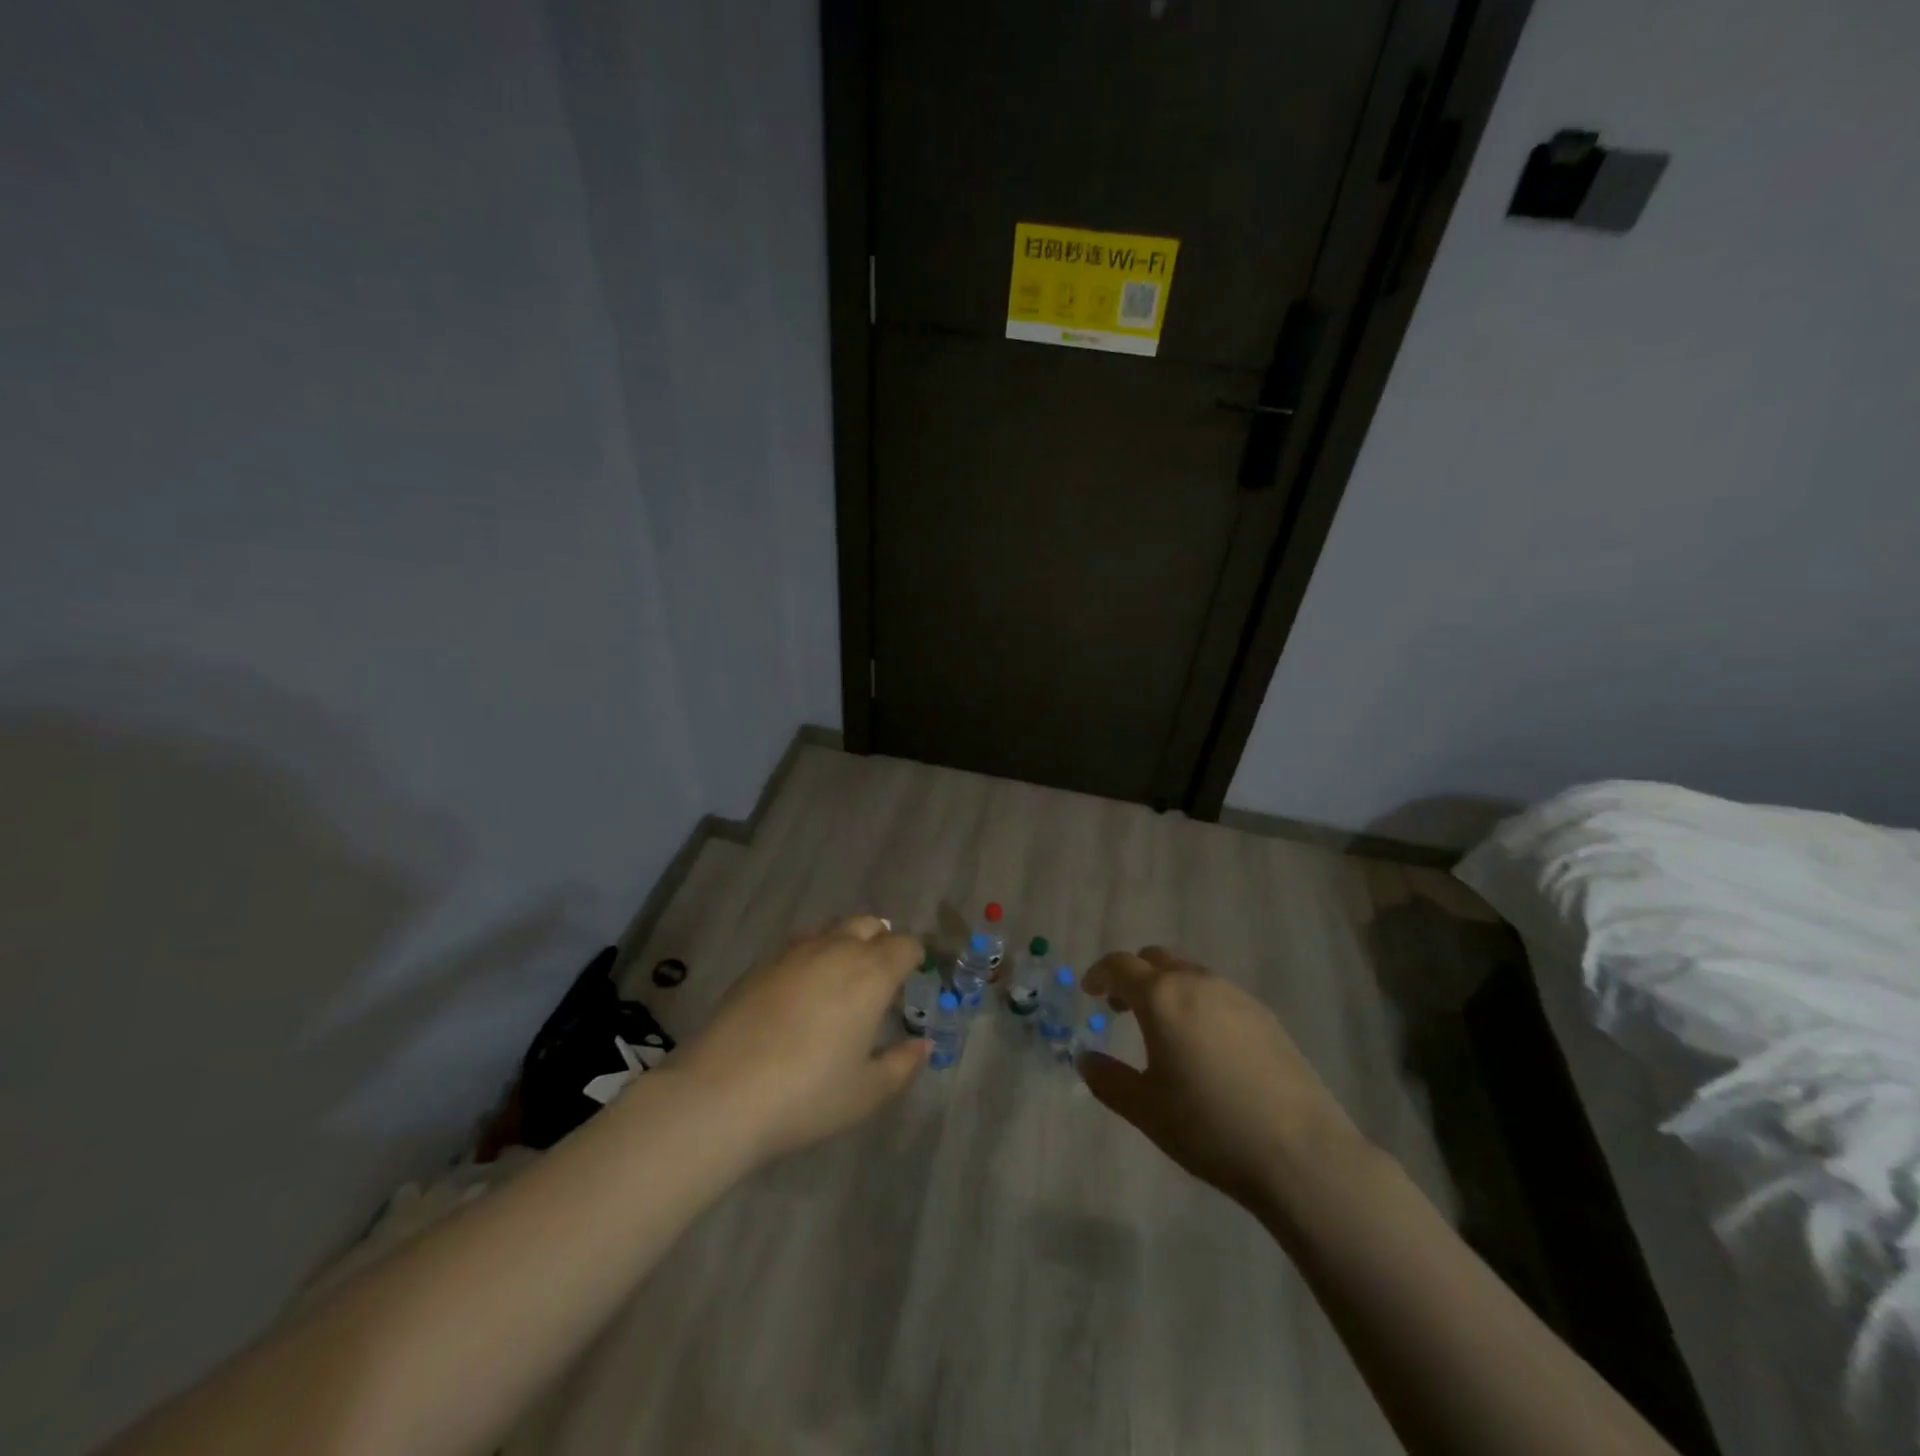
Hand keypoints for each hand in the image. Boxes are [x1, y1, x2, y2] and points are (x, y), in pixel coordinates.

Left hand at [670, 915, 928, 1162]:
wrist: (721, 1094)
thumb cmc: (806, 1096)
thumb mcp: (866, 1093)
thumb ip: (902, 1064)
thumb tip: (922, 1045)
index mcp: (871, 974)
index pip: (904, 944)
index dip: (914, 957)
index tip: (913, 977)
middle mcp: (836, 950)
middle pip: (868, 924)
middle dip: (881, 942)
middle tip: (879, 977)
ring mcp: (794, 952)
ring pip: (831, 929)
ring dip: (845, 943)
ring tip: (841, 978)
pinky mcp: (761, 964)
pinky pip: (798, 945)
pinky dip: (811, 956)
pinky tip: (801, 989)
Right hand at [1079, 946, 1363, 1208]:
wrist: (1301, 1153)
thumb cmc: (1210, 1127)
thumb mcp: (1145, 1110)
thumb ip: (1108, 1079)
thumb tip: (1086, 1058)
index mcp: (1162, 997)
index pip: (1120, 965)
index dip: (1100, 974)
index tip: (1090, 993)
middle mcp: (1198, 983)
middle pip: (1157, 958)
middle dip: (1134, 975)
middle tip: (1122, 1008)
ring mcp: (1237, 996)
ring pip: (1190, 973)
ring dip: (1167, 988)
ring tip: (1164, 1029)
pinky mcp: (1266, 1016)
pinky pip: (1219, 994)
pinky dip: (1198, 1003)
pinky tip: (1206, 1046)